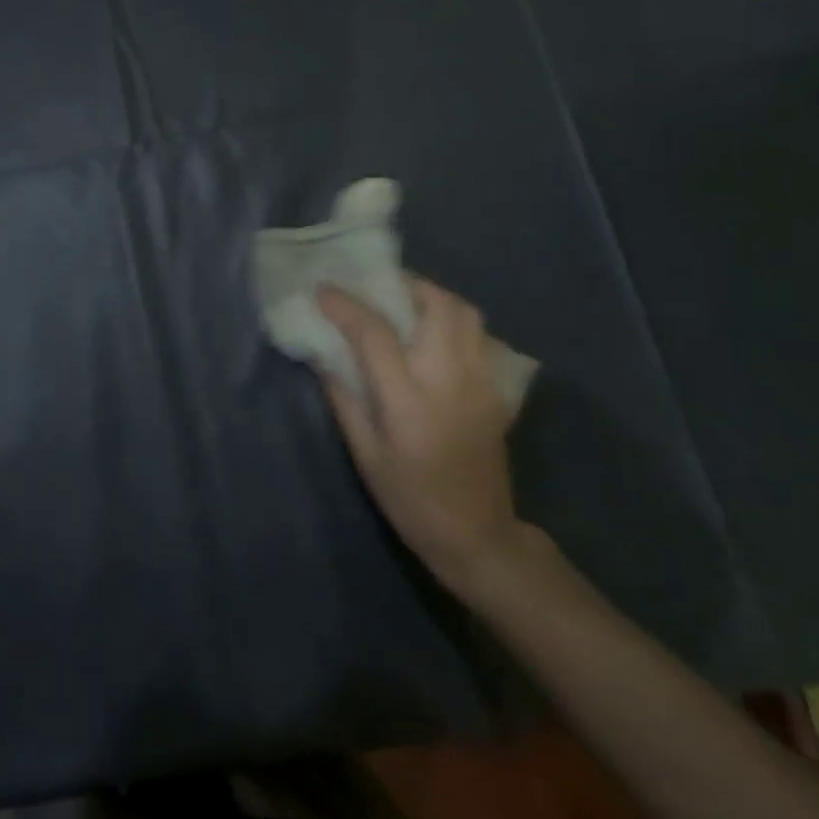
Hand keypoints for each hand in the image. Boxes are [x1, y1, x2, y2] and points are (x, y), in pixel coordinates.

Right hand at [317, 277, 530, 595]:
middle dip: (403, 285)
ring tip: (405, 304)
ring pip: (465, 312)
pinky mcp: (497, 388)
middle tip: (375, 287)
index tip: (323, 289)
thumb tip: (321, 353)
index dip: (345, 305)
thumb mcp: (365, 454)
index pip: (375, 333)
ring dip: (432, 297)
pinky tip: (433, 335)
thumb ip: (343, 397)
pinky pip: (478, 334)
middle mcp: (450, 379)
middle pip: (436, 305)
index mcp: (409, 399)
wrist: (476, 533)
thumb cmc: (409, 499)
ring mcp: (481, 380)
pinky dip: (453, 320)